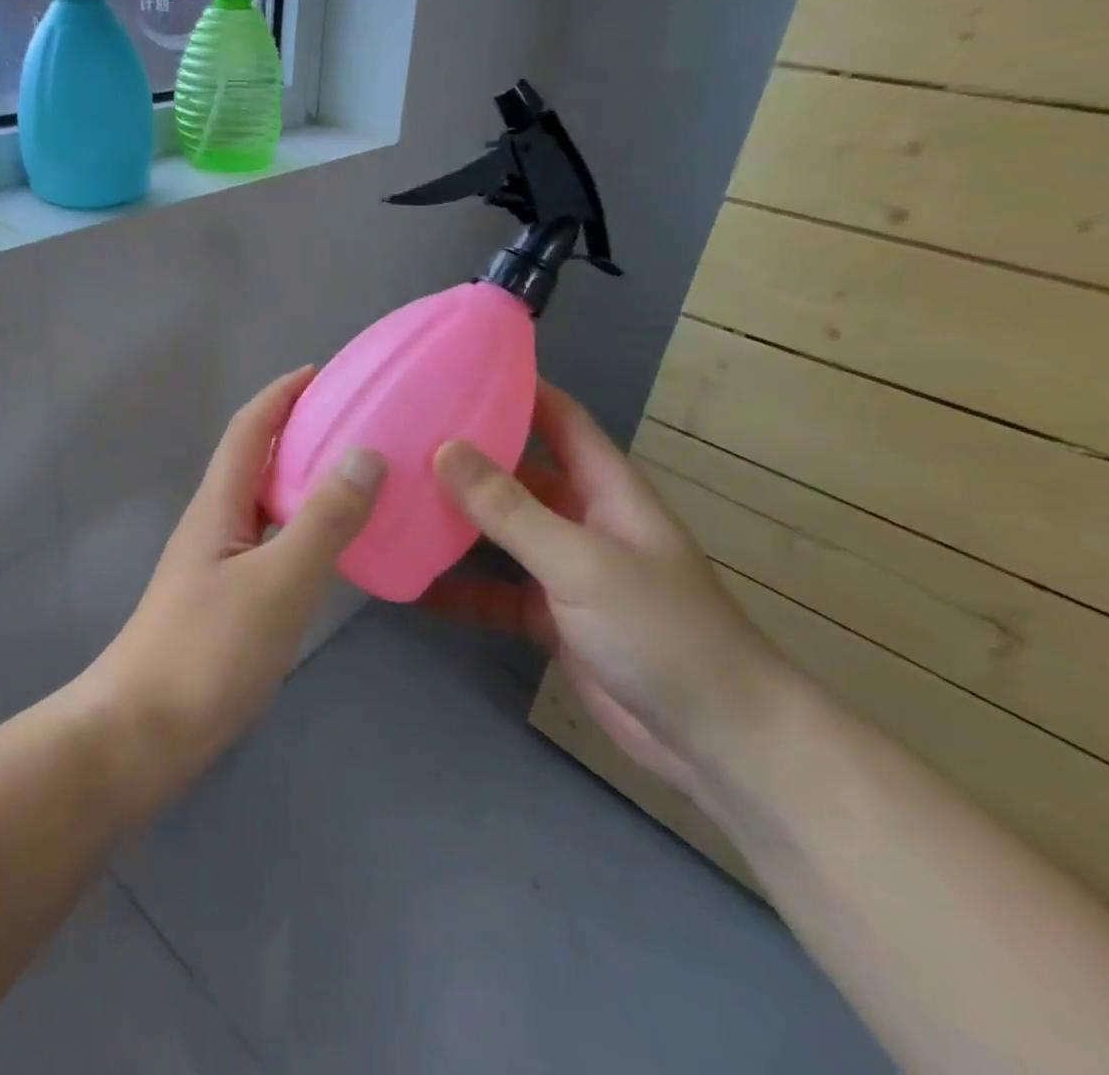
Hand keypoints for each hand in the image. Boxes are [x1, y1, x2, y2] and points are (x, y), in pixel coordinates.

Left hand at [82, 367, 385, 808]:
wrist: (143, 732)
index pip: (249, 428)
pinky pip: (270, 542)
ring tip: (357, 478)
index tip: (323, 372)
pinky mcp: (224, 599)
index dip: (282, 394)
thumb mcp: (279, 579)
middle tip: (356, 423)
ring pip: (264, 503)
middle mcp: (213, 522)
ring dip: (303, 480)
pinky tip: (331, 549)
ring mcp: (215, 563)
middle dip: (298, 430)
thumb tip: (365, 453)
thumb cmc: (209, 649)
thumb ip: (324, 519)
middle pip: (255, 459)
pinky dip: (302, 528)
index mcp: (218, 503)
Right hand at [427, 382, 787, 796]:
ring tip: (393, 500)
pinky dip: (457, 588)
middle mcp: (581, 518)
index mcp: (604, 487)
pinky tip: (409, 582)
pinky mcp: (547, 616)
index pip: (558, 416)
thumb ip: (510, 509)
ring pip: (498, 532)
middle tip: (401, 436)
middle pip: (516, 472)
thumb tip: (443, 450)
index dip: (518, 386)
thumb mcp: (581, 562)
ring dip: (454, 522)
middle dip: (466, 455)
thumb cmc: (661, 630)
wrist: (714, 740)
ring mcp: (563, 569)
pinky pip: (492, 591)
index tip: (457, 367)